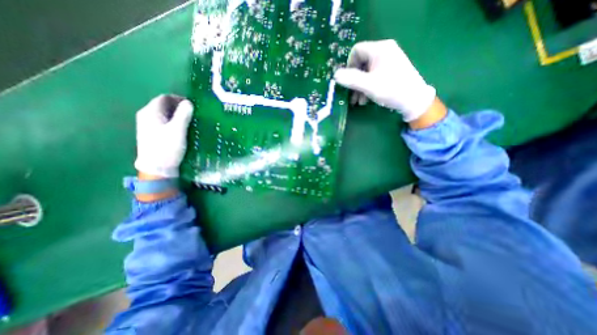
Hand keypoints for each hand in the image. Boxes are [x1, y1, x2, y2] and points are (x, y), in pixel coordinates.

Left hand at [134, 95, 192, 178]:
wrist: (157, 168)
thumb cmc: (167, 147)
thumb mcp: (178, 130)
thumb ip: (183, 115)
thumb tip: (189, 102)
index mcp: (150, 112)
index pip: (164, 98)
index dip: (179, 99)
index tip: (192, 105)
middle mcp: (146, 115)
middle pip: (163, 105)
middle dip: (179, 107)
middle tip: (193, 113)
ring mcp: (147, 125)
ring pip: (164, 114)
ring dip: (177, 115)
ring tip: (190, 121)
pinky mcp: (151, 134)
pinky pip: (163, 122)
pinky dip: (173, 122)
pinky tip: (181, 128)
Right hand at [333, 39, 436, 120]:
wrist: (414, 100)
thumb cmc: (391, 90)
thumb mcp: (369, 85)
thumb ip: (351, 79)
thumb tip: (335, 75)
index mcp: (380, 49)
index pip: (356, 51)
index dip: (348, 66)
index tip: (347, 81)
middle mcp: (384, 51)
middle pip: (361, 63)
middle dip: (354, 81)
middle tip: (351, 96)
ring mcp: (388, 61)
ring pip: (366, 72)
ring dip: (359, 87)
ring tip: (358, 102)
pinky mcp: (390, 70)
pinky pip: (373, 76)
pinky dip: (367, 87)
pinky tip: (366, 100)